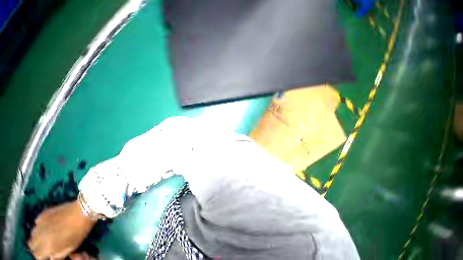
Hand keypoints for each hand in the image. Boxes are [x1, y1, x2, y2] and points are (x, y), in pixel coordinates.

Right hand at [28, 200, 96, 259]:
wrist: (83, 211)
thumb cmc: (79, 231)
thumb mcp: (70, 247)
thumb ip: (57, 255)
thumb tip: (50, 257)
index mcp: (46, 247)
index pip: (37, 256)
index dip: (42, 256)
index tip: (48, 254)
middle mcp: (39, 236)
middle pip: (32, 245)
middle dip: (38, 247)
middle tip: (47, 245)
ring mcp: (39, 224)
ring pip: (32, 234)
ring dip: (37, 236)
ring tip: (47, 235)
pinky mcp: (43, 214)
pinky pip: (36, 223)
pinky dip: (40, 226)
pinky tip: (48, 225)